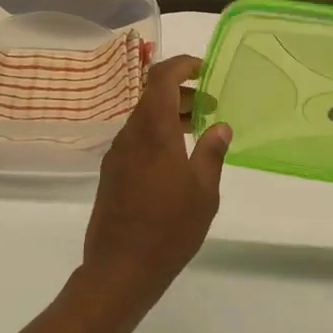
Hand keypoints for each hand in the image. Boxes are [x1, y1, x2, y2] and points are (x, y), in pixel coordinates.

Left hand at [79, 55, 231, 318]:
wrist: (120, 268)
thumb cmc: (169, 227)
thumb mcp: (203, 190)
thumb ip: (212, 152)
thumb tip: (221, 127)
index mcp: (153, 130)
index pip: (160, 78)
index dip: (181, 65)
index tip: (203, 68)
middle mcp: (130, 134)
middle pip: (151, 97)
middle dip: (181, 93)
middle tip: (210, 106)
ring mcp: (117, 154)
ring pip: (144, 119)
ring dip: (169, 116)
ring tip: (198, 131)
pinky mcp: (111, 174)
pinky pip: (137, 140)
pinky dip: (158, 135)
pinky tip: (176, 159)